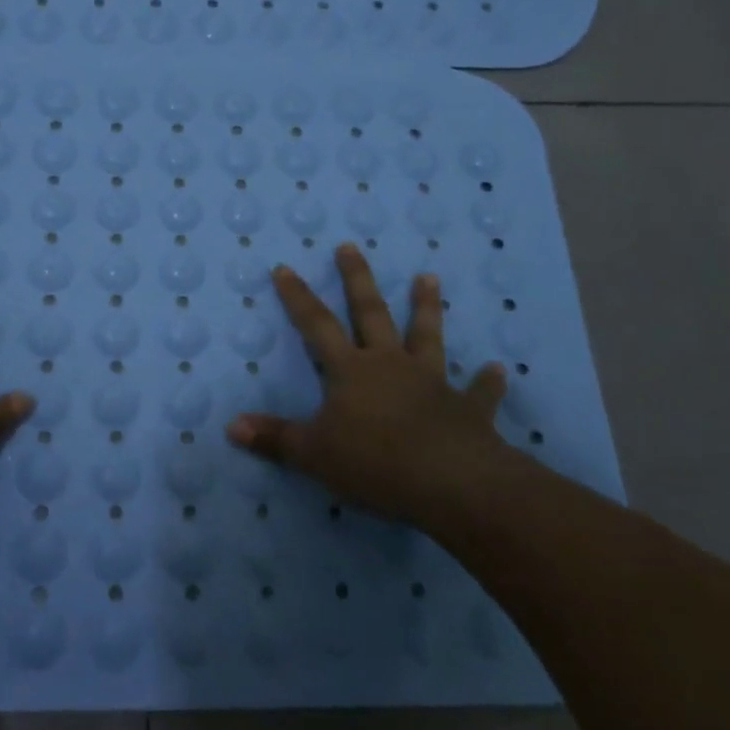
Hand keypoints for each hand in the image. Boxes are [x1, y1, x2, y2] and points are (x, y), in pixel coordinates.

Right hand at [226, 243, 510, 529]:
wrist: (451, 483)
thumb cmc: (375, 463)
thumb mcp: (313, 454)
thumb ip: (275, 438)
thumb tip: (232, 426)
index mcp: (352, 371)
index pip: (317, 325)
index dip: (298, 297)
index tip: (285, 268)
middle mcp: (390, 364)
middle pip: (371, 313)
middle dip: (357, 279)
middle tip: (350, 246)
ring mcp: (432, 382)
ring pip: (427, 336)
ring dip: (426, 307)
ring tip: (429, 277)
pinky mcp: (467, 409)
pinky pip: (478, 392)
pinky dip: (487, 382)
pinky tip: (498, 370)